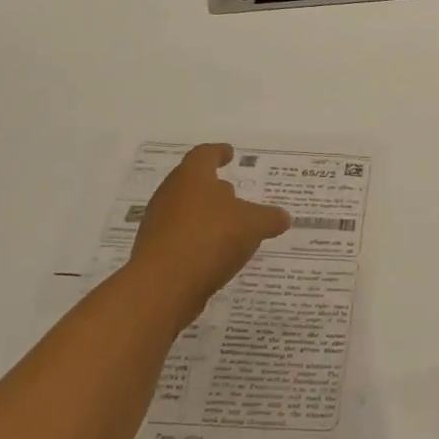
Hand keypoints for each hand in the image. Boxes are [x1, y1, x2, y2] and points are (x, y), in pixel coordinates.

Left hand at [123, 144, 290, 322]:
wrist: (163, 286)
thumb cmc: (210, 238)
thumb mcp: (253, 225)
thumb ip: (269, 218)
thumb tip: (282, 217)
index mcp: (192, 177)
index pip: (205, 155)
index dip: (219, 152)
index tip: (229, 153)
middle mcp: (170, 195)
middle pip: (192, 183)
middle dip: (214, 188)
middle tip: (234, 193)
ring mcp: (159, 224)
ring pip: (186, 211)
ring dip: (207, 216)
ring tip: (231, 227)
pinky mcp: (156, 251)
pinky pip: (182, 237)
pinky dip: (199, 239)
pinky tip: (217, 253)